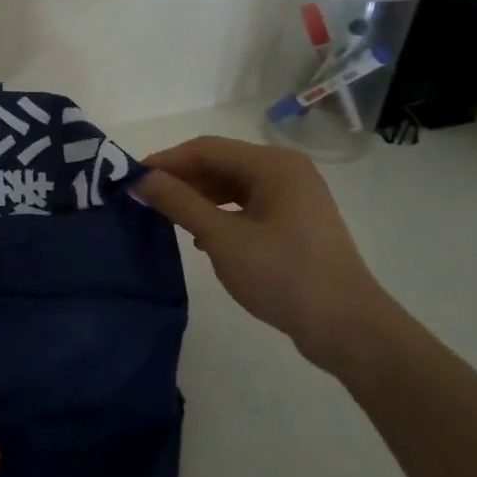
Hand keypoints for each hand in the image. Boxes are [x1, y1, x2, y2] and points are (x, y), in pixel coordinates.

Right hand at [133, 136, 401, 374]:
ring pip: (232, 186)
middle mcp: (285, 171)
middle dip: (180, 179)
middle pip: (220, 164)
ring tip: (165, 218)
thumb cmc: (282, 274)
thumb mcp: (222, 237)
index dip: (165, 162)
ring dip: (197, 198)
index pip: (205, 149)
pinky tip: (199, 236)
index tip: (130, 180)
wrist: (346, 327)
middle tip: (142, 200)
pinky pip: (246, 206)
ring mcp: (294, 197)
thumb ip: (179, 203)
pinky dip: (219, 214)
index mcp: (273, 165)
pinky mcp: (294, 223)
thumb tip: (140, 179)